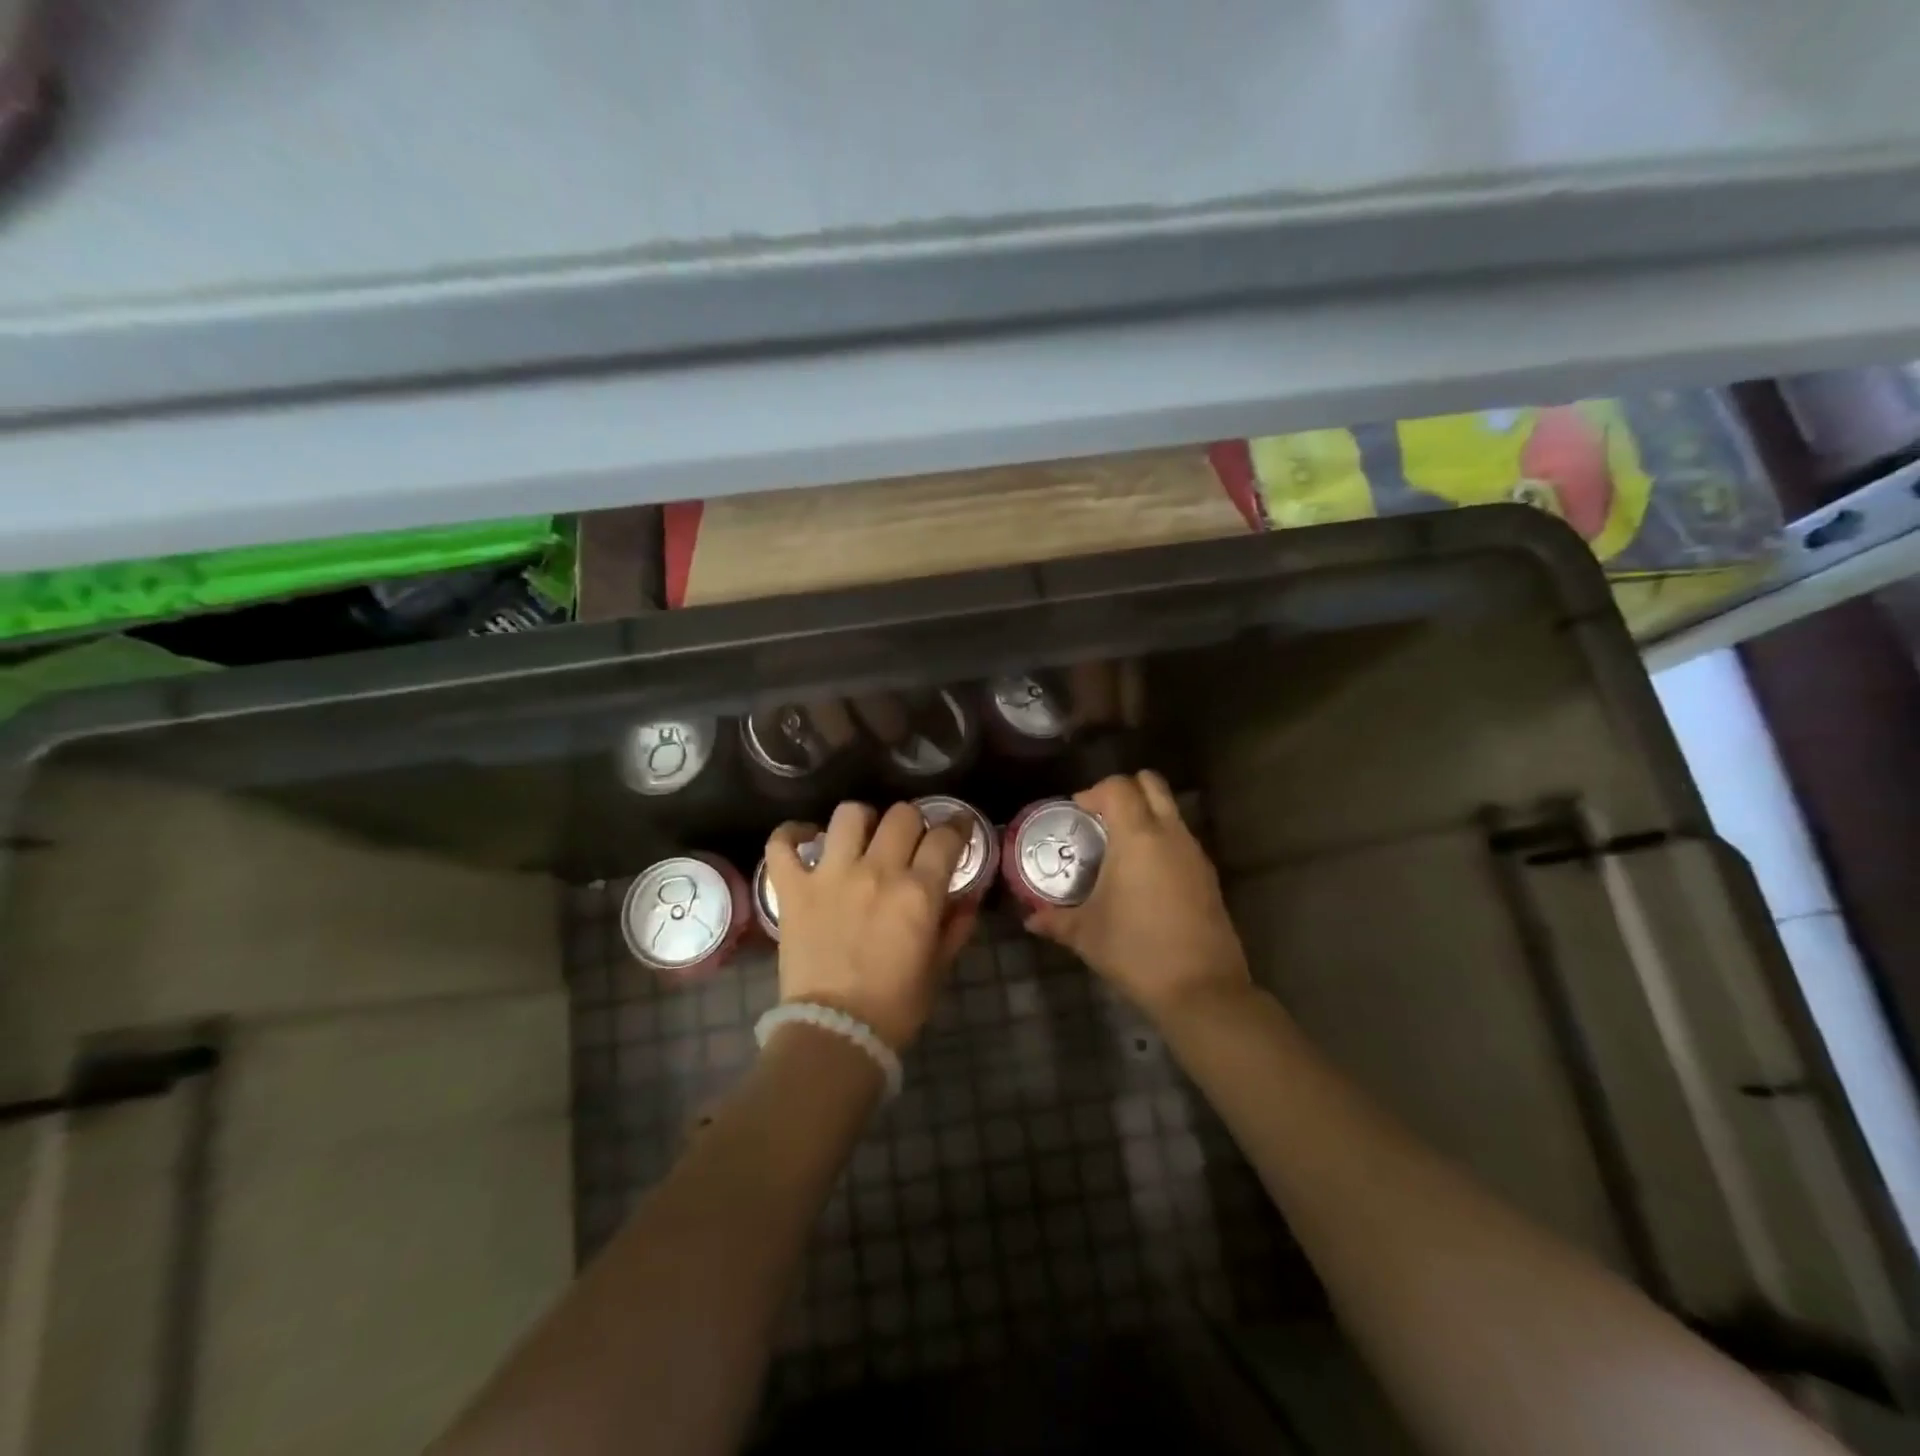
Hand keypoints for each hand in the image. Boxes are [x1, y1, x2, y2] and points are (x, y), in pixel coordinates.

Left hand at [764, 802, 977, 1049]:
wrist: (835, 1034)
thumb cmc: (895, 1007)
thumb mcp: (937, 968)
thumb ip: (956, 927)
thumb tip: (968, 899)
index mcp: (918, 892)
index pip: (945, 837)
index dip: (957, 827)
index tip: (958, 828)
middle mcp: (876, 871)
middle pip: (901, 815)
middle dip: (913, 823)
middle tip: (910, 841)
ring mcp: (830, 875)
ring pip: (849, 815)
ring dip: (862, 821)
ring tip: (862, 838)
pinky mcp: (793, 888)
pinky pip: (783, 843)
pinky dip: (792, 835)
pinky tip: (806, 840)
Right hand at [1024, 771, 1250, 1022]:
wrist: (1200, 988)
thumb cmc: (1135, 950)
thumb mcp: (1086, 934)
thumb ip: (1055, 920)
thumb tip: (1030, 920)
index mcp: (1137, 836)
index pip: (1118, 787)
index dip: (1094, 792)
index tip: (1077, 814)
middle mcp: (1170, 834)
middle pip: (1152, 784)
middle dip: (1125, 791)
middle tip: (1100, 820)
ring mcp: (1194, 853)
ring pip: (1170, 811)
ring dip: (1145, 816)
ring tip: (1119, 850)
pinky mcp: (1208, 876)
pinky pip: (1181, 839)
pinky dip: (1161, 841)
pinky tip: (1144, 878)